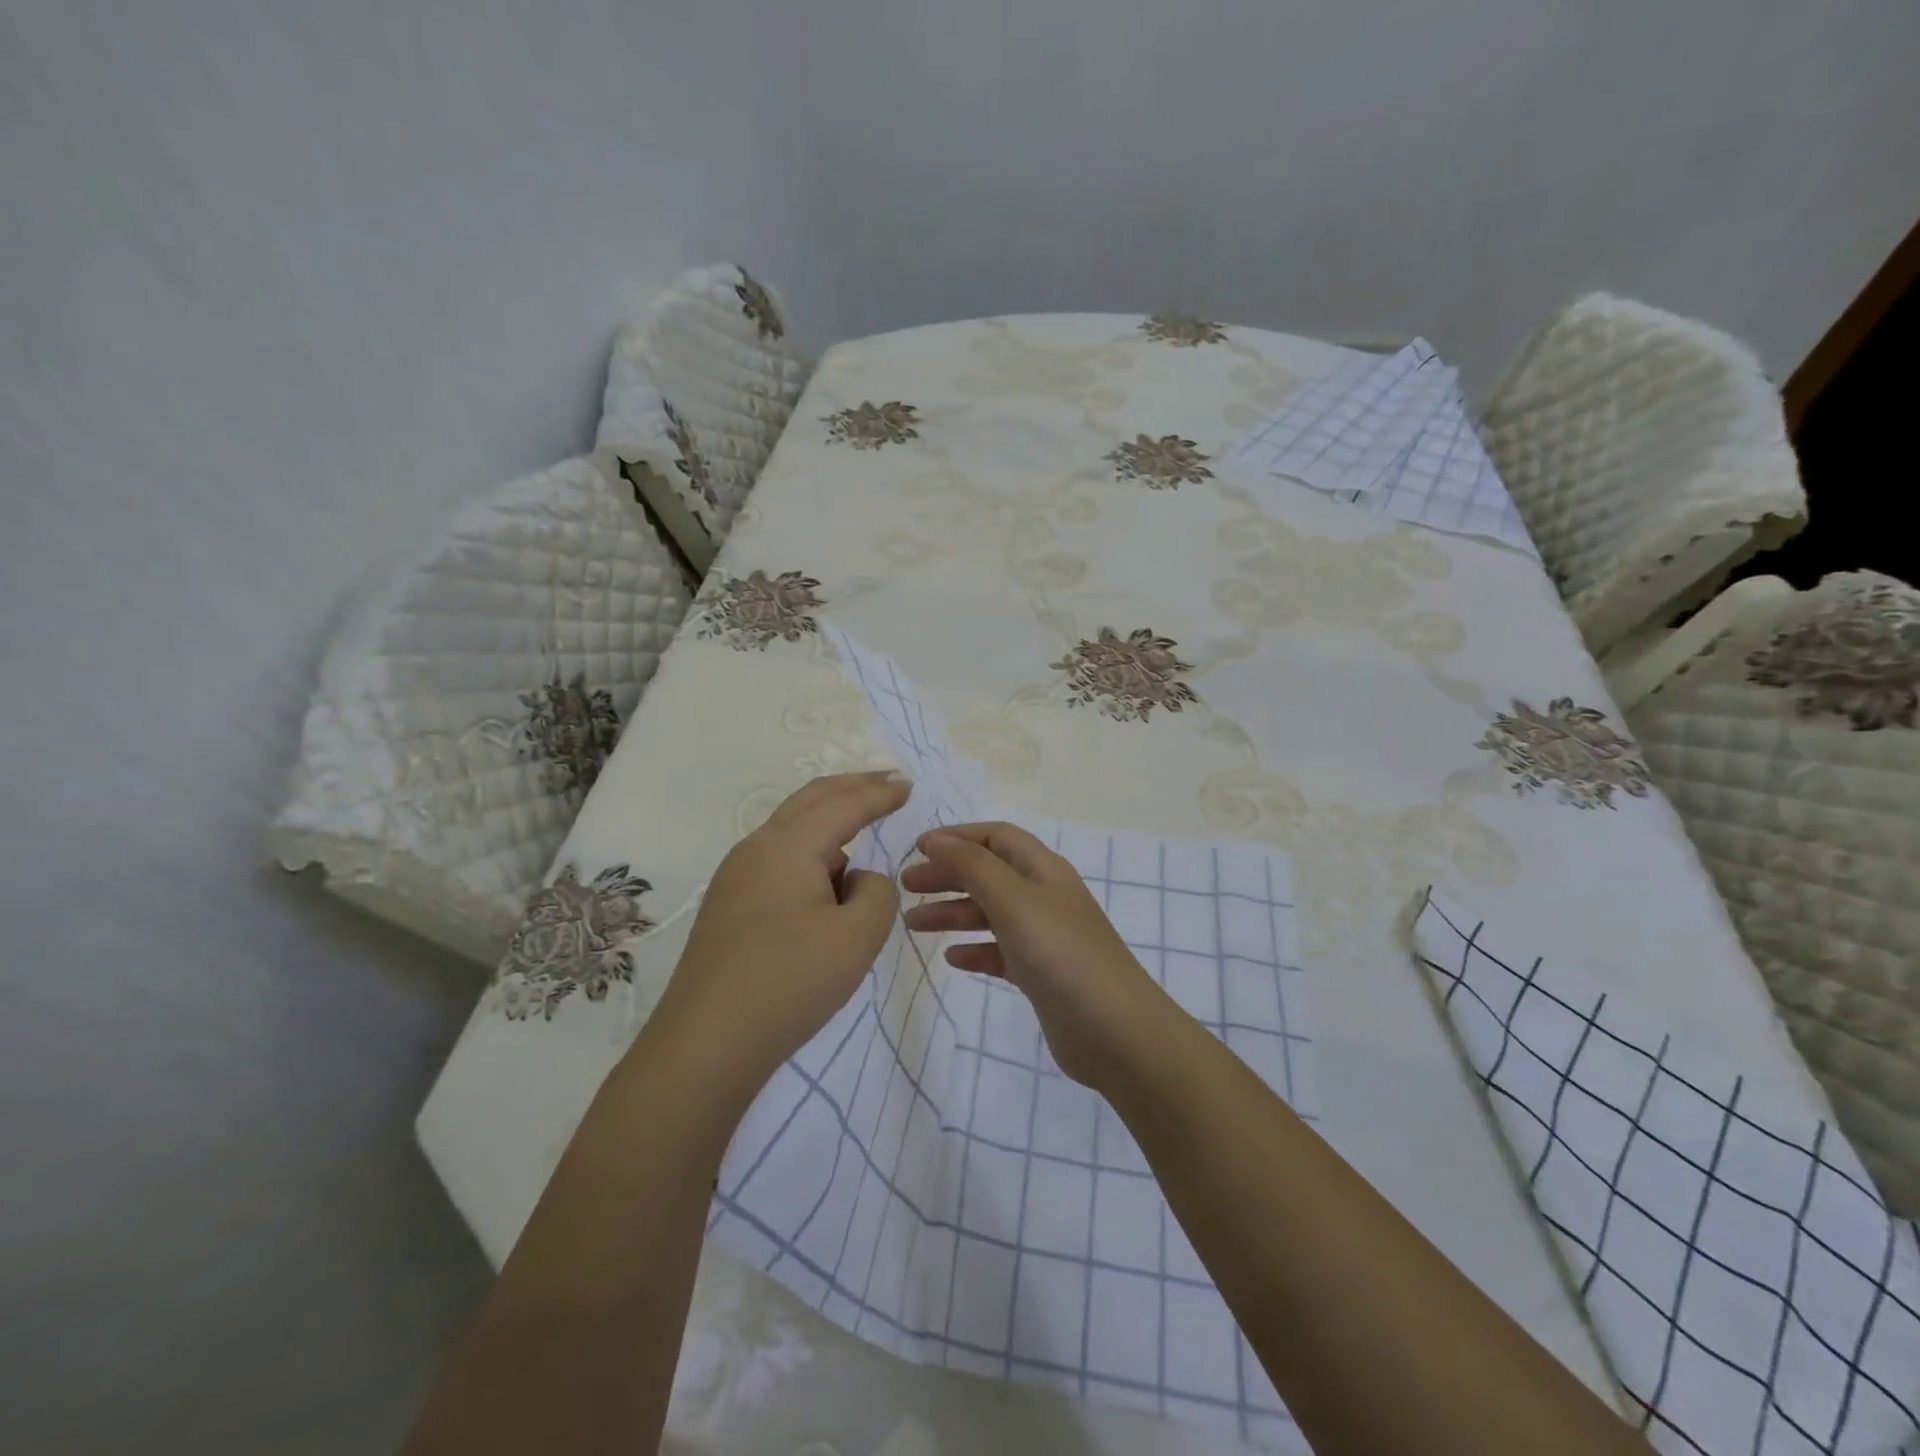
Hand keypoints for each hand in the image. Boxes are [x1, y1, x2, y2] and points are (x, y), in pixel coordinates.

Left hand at [644, 772, 910, 1096]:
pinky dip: (812, 854)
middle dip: (853, 787)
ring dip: (831, 824)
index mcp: (787, 846)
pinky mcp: (729, 904)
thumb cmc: (788, 984)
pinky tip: (826, 883)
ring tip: (863, 839)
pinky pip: (779, 859)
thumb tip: (858, 878)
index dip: (879, 792)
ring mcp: (736, 876)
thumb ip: (878, 892)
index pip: (843, 803)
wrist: (705, 1045)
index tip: (908, 785)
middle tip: (889, 783)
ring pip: (792, 830)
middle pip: (811, 799)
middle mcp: (756, 848)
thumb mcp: (858, 937)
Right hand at [901, 822, 1171, 1090]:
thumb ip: (973, 866)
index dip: (958, 837)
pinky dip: (974, 950)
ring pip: (989, 913)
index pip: (996, 837)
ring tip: (912, 924)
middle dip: (948, 874)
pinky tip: (952, 958)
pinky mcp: (1040, 974)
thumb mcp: (1013, 900)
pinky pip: (999, 951)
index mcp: (1043, 870)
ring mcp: (1044, 936)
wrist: (1114, 1032)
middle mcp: (1044, 896)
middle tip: (906, 887)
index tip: (917, 849)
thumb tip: (937, 839)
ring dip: (952, 913)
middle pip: (989, 873)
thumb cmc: (1061, 954)